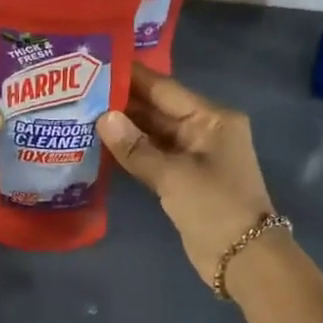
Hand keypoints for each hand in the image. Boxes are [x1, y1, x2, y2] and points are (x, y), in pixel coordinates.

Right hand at [96, 68, 275, 283]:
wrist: (242, 259)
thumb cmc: (214, 207)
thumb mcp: (173, 176)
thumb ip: (136, 148)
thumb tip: (103, 118)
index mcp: (212, 119)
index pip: (166, 89)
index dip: (133, 77)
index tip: (98, 63)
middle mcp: (204, 130)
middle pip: (159, 109)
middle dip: (123, 102)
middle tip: (80, 89)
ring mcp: (194, 156)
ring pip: (154, 134)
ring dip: (124, 127)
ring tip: (83, 112)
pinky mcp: (184, 179)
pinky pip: (154, 156)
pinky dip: (132, 152)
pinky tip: (102, 144)